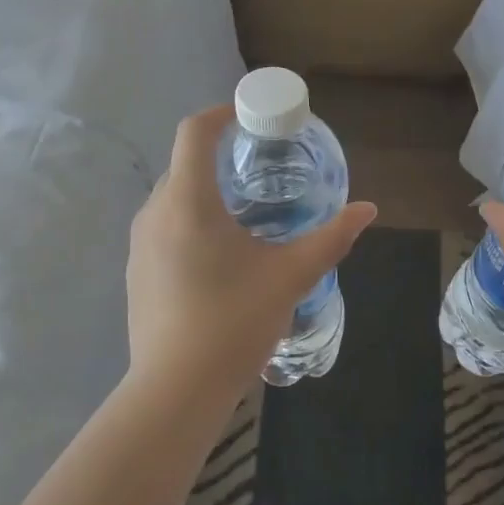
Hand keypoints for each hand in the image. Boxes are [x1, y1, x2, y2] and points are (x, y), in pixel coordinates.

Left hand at [127, 104, 376, 403]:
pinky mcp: (137, 272)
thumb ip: (331, 238)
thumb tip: (367, 210)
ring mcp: (140, 244)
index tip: (250, 117)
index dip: (221, 113)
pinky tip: (221, 254)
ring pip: (173, 197)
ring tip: (246, 211)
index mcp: (188, 201)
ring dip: (206, 191)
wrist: (176, 391)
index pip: (194, 132)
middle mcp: (155, 212)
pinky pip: (164, 227)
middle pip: (184, 163)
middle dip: (221, 156)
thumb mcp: (290, 276)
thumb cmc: (234, 321)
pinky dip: (191, 221)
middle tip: (262, 166)